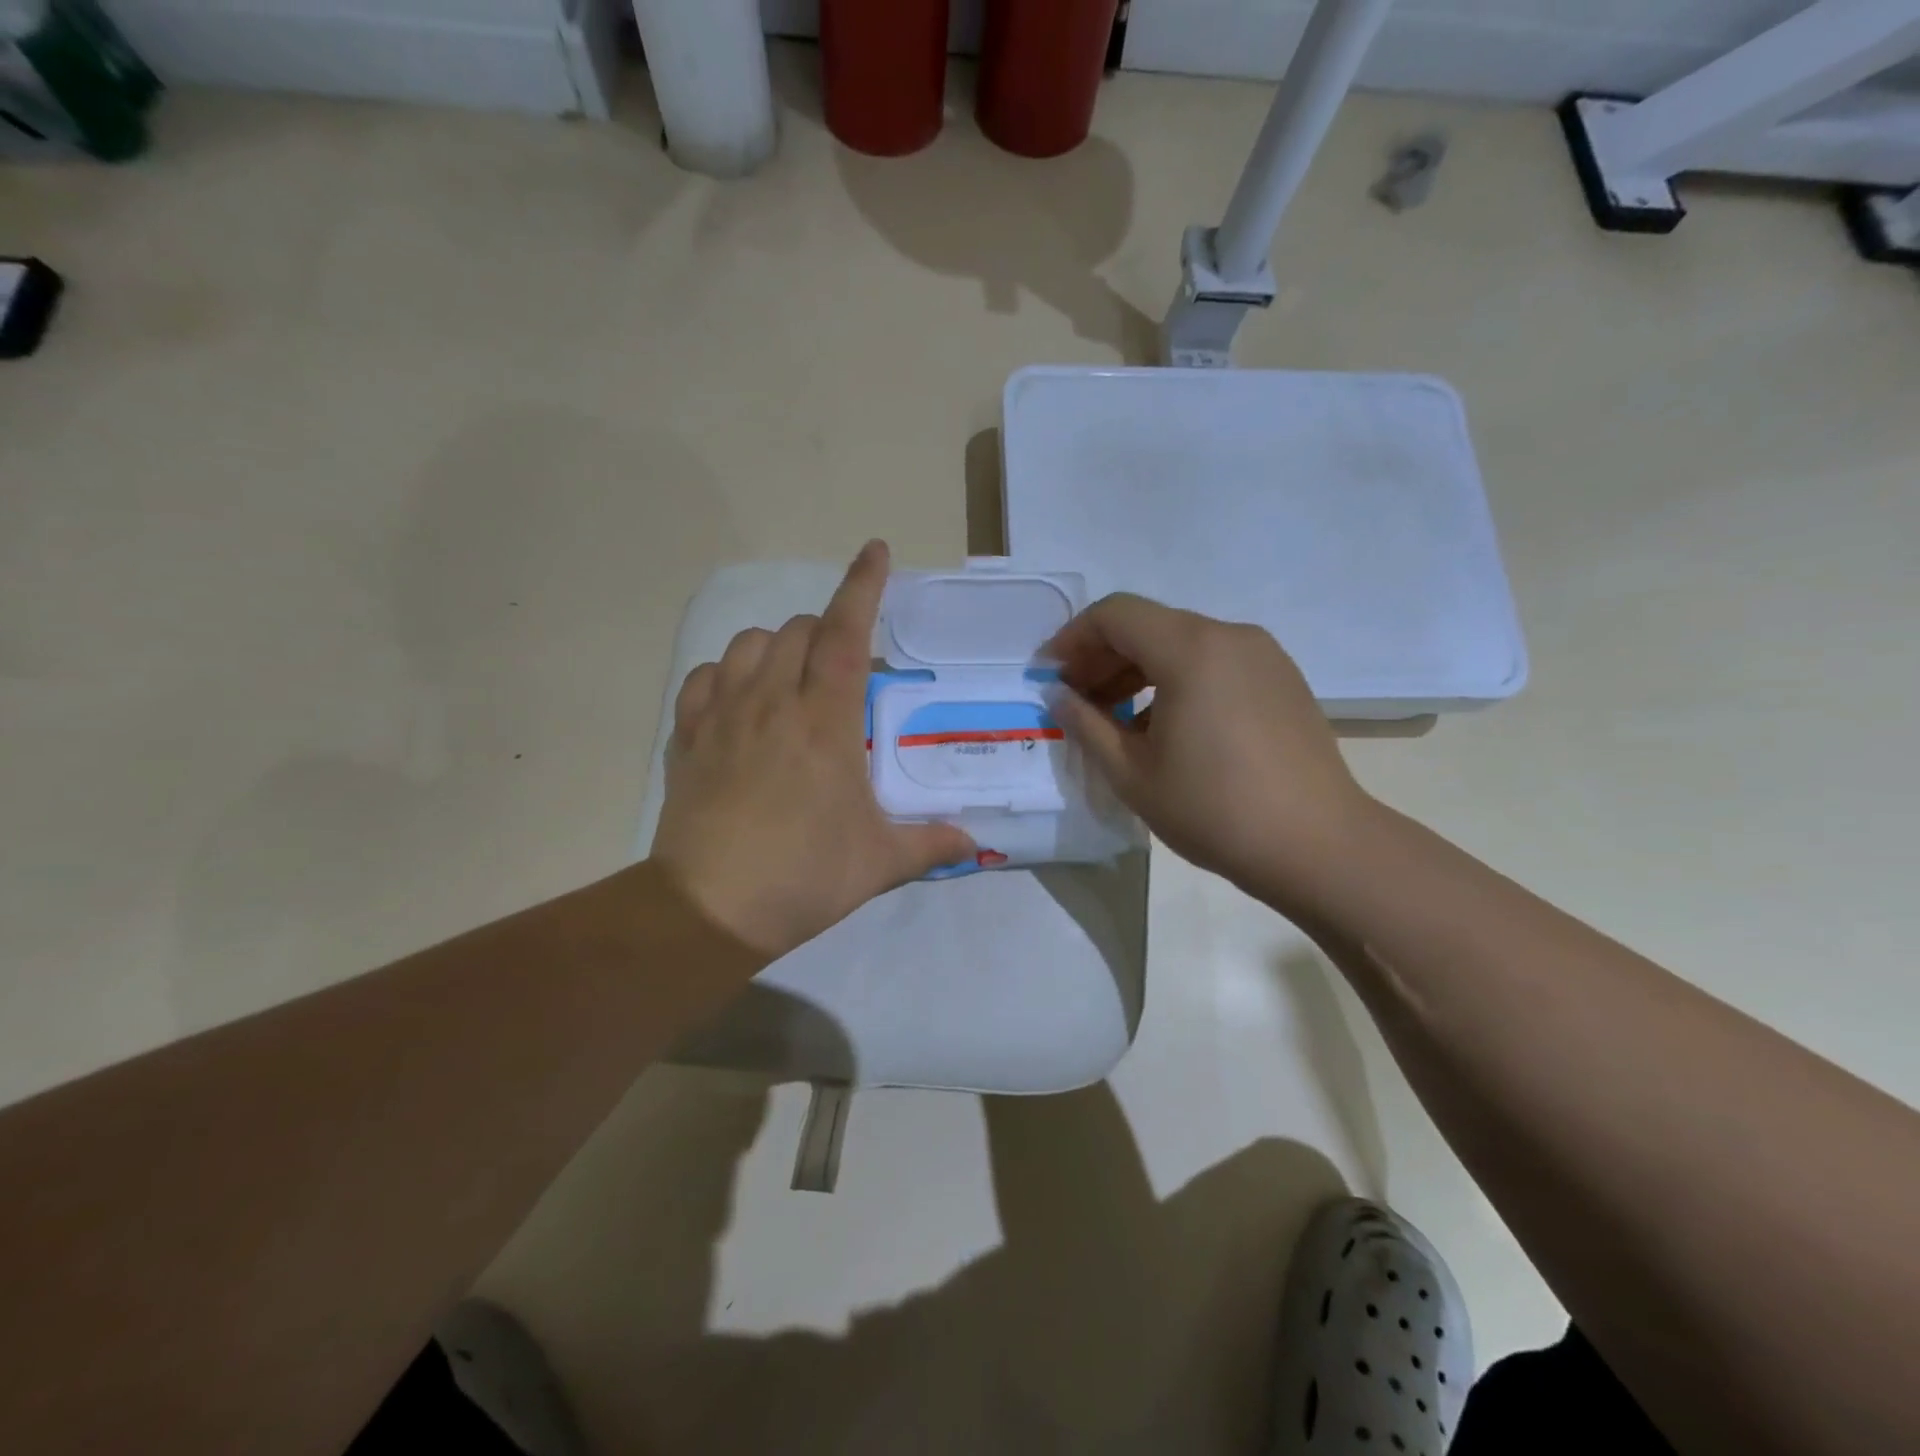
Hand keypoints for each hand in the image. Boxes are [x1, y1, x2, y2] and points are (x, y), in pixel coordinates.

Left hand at [651, 542, 975, 957]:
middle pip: (797, 630)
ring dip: (777, 646)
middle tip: (845, 671)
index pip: (847, 633)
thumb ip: (931, 843)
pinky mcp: (687, 736)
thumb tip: (976, 842)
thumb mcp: (880, 862)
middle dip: (826, 632)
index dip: (863, 586)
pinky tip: (739, 701)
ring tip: (793, 679)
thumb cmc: (804, 876)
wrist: (709, 908)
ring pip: (748, 643)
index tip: (875, 550)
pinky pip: (704, 678)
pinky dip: (726, 674)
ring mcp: (723, 715)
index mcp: (826, 720)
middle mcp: (773, 701)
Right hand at [1044, 594, 1378, 917]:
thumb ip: (1086, 724)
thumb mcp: (1131, 772)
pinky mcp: (1281, 679)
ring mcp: (1262, 655)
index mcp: (1190, 649)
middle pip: (1149, 625)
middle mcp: (1229, 636)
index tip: (1048, 676)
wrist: (1317, 845)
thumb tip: (1058, 695)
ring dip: (1138, 670)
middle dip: (1102, 656)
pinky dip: (1176, 679)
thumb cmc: (1214, 810)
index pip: (1114, 615)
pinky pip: (1213, 662)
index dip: (1071, 639)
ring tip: (1114, 718)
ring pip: (1182, 643)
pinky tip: (1164, 726)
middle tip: (1075, 700)